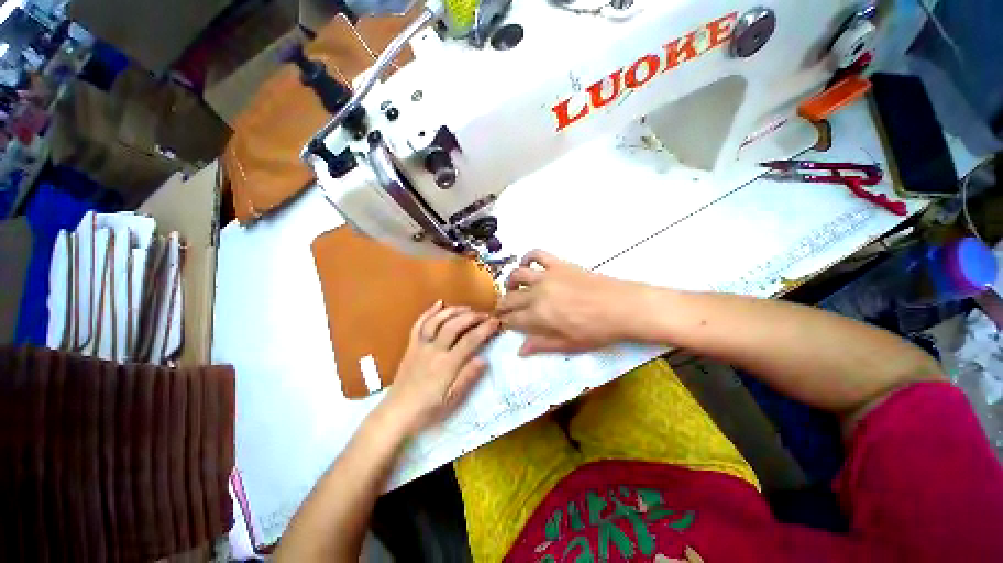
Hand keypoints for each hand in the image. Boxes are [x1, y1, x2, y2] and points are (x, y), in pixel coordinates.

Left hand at [378, 302, 499, 436]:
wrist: (396, 413)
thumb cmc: (427, 410)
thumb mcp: (452, 400)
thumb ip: (468, 378)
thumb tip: (484, 359)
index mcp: (447, 365)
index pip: (470, 341)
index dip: (484, 329)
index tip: (496, 322)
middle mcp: (433, 351)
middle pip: (454, 326)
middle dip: (472, 317)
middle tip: (485, 314)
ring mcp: (420, 346)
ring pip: (437, 321)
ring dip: (454, 311)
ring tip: (468, 308)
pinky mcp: (411, 346)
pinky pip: (419, 324)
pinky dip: (429, 312)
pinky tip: (439, 303)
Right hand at [496, 250, 642, 356]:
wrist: (622, 307)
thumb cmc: (597, 330)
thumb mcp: (569, 344)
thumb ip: (542, 345)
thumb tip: (520, 351)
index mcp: (539, 316)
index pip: (512, 320)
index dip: (504, 323)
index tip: (502, 324)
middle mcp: (537, 293)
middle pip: (510, 298)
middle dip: (501, 305)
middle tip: (502, 310)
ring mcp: (547, 276)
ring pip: (517, 274)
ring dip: (510, 282)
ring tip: (512, 288)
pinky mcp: (558, 264)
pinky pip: (537, 254)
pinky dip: (528, 257)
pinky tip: (527, 264)